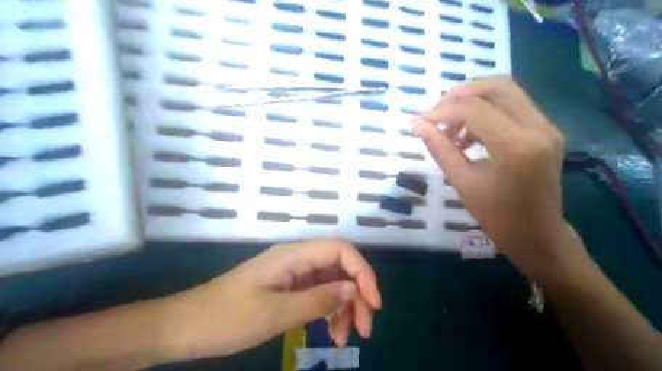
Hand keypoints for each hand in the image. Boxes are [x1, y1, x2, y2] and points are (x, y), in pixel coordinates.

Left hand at [159, 237, 383, 361]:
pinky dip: (329, 312)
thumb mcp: (276, 313)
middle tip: (364, 329)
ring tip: (344, 339)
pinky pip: (318, 295)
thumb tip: (354, 290)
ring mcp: (293, 274)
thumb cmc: (226, 318)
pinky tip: (331, 333)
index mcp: (294, 255)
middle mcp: (297, 259)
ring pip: (331, 283)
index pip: (340, 249)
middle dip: (357, 295)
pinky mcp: (288, 288)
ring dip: (344, 307)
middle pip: (340, 267)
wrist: (185, 326)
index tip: (373, 304)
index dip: (362, 272)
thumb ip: (318, 300)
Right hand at [413, 76, 580, 281]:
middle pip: (496, 86)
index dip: (443, 111)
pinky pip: (512, 106)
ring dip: (473, 102)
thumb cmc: (497, 217)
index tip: (421, 122)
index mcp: (516, 146)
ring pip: (506, 91)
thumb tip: (417, 125)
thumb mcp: (463, 183)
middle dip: (459, 95)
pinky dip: (486, 111)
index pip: (475, 109)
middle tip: (436, 114)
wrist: (538, 235)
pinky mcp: (545, 130)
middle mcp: (538, 128)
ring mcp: (546, 126)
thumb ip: (440, 149)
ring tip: (451, 129)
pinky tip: (469, 134)